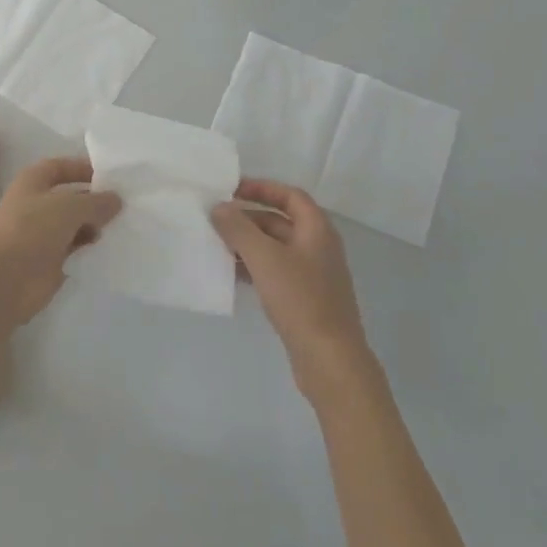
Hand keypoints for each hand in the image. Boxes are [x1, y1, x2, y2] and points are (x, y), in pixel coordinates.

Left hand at [0, 157, 121, 324]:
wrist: (4, 279)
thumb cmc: (31, 230)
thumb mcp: (68, 207)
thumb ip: (95, 202)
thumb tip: (116, 199)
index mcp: (33, 182)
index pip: (60, 167)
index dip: (83, 168)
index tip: (112, 176)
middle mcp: (36, 205)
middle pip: (71, 198)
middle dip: (95, 200)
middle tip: (128, 205)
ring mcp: (42, 235)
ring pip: (75, 225)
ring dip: (96, 226)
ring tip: (124, 227)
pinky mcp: (50, 262)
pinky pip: (76, 250)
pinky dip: (91, 249)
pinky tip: (112, 249)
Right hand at [212, 180, 373, 401]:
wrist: (329, 358)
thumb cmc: (300, 299)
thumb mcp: (264, 258)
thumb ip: (238, 228)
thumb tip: (219, 208)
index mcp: (317, 230)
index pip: (290, 196)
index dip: (262, 188)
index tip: (231, 190)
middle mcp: (318, 247)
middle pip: (280, 221)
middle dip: (248, 218)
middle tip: (216, 220)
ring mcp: (313, 274)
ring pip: (275, 248)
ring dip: (248, 244)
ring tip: (217, 246)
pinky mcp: (305, 299)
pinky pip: (275, 271)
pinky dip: (254, 267)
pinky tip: (231, 274)